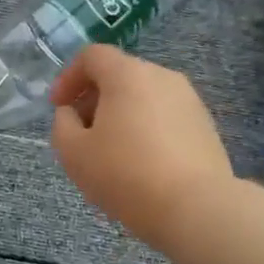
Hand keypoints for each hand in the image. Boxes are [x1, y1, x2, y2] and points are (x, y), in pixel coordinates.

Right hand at [49, 45, 235, 250]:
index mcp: (128, 75)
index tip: (58, 108)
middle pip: (120, 75)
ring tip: (110, 154)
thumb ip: (62, 125)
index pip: (92, 56)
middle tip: (80, 134)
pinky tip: (140, 165)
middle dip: (94, 99)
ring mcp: (189, 101)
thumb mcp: (73, 153)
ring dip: (120, 116)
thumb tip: (72, 114)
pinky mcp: (205, 126)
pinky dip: (145, 130)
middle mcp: (162, 77)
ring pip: (144, 97)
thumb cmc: (125, 174)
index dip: (68, 77)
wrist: (195, 208)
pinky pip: (164, 117)